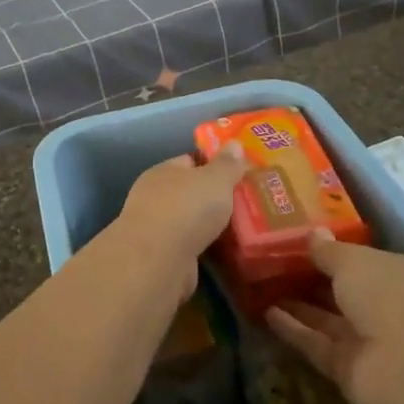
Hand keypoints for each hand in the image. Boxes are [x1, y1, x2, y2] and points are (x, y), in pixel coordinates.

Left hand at [112, 144, 246, 295]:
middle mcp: (155, 197)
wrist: (159, 261)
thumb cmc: (186, 208)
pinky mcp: (163, 257)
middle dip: (214, 197)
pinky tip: (228, 251)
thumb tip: (235, 143)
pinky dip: (206, 248)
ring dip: (211, 226)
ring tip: (244, 228)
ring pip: (190, 222)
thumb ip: (227, 164)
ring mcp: (156, 229)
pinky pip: (191, 246)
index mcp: (163, 172)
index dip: (214, 164)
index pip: (189, 161)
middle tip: (248, 202)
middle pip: (190, 192)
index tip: (240, 172)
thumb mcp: (214, 179)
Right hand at [265, 232, 403, 403]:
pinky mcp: (350, 370)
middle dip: (314, 281)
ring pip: (329, 320)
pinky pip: (317, 344)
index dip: (336, 253)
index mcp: (403, 276)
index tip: (302, 243)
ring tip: (262, 287)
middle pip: (347, 293)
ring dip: (299, 306)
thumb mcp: (354, 261)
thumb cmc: (391, 296)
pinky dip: (294, 330)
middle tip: (275, 265)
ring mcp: (371, 343)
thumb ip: (330, 251)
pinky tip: (266, 314)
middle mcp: (390, 309)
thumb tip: (314, 234)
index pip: (367, 262)